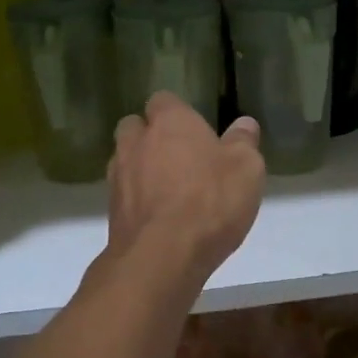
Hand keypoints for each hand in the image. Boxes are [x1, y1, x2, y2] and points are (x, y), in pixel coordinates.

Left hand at [108, 92, 264, 282]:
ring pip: (125, 161)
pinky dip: (138, 200)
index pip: (164, 101)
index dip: (178, 114)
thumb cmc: (211, 201)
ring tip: (169, 191)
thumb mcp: (246, 169)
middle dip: (151, 137)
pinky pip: (125, 194)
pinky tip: (160, 217)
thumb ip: (243, 143)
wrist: (163, 256)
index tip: (196, 132)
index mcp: (170, 122)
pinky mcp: (112, 210)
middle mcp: (136, 142)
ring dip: (142, 169)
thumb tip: (244, 123)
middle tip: (180, 158)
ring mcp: (118, 176)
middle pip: (135, 127)